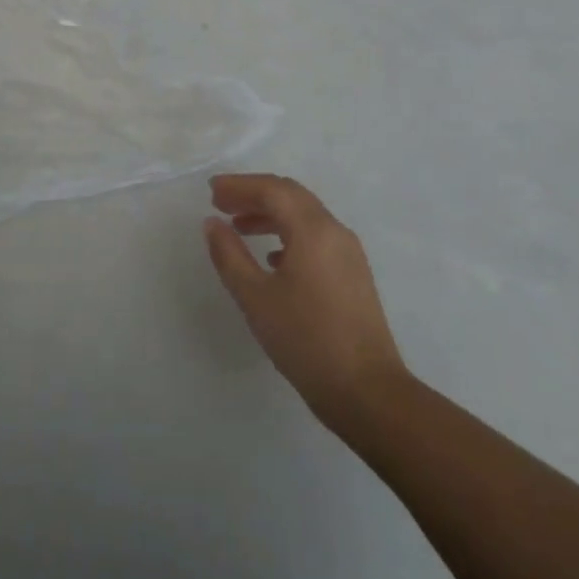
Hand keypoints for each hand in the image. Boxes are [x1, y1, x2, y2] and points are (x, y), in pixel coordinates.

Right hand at [204, 174, 408, 429]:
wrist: (367, 393)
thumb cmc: (306, 340)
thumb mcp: (255, 297)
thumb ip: (229, 255)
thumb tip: (212, 223)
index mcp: (313, 230)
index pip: (272, 190)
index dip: (239, 185)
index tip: (211, 191)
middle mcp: (335, 231)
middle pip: (291, 195)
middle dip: (254, 194)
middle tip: (221, 203)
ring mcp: (349, 253)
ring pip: (304, 216)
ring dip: (270, 214)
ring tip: (239, 227)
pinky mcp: (353, 274)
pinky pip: (316, 237)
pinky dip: (288, 234)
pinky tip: (271, 257)